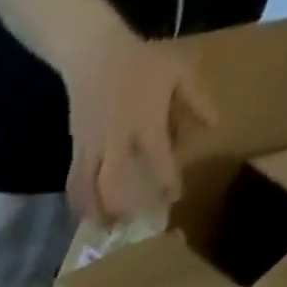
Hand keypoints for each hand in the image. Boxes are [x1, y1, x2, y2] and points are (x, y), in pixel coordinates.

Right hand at [63, 28, 216, 225]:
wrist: (95, 58)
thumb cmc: (141, 64)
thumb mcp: (180, 72)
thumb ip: (196, 101)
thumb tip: (212, 129)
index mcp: (145, 122)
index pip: (158, 159)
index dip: (166, 181)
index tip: (174, 198)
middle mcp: (116, 143)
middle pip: (113, 186)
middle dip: (122, 207)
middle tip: (132, 224)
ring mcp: (91, 150)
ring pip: (87, 191)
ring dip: (94, 212)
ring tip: (103, 228)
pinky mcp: (75, 153)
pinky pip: (74, 185)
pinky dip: (78, 203)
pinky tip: (84, 213)